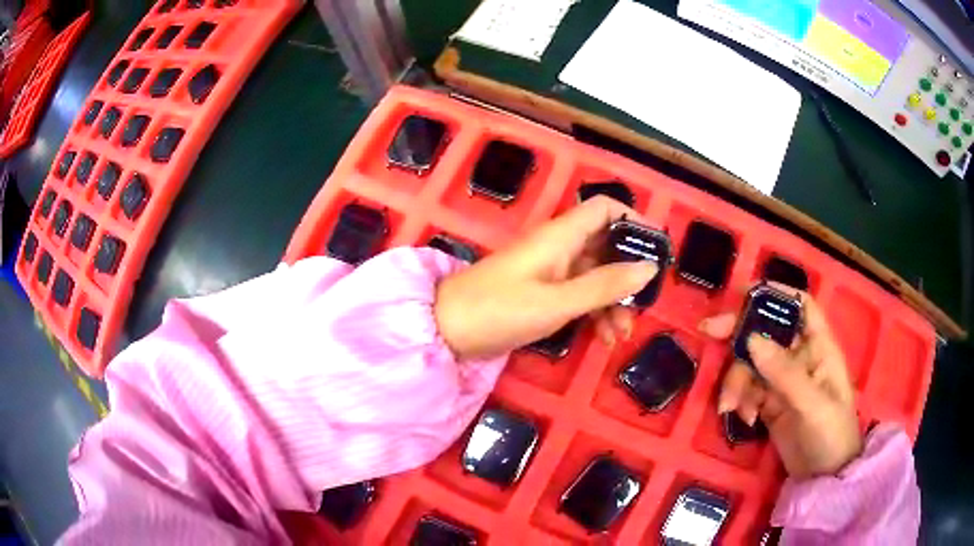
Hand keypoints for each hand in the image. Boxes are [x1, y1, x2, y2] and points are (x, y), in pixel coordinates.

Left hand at [434, 196, 657, 360]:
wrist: (446, 330)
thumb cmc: (500, 310)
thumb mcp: (558, 301)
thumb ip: (604, 285)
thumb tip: (648, 267)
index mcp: (561, 235)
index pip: (606, 209)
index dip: (634, 222)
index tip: (657, 250)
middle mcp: (559, 246)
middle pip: (607, 246)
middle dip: (628, 275)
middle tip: (642, 305)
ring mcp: (550, 270)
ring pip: (595, 275)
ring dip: (613, 301)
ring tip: (620, 335)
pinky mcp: (542, 292)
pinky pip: (579, 294)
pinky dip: (594, 312)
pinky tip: (602, 339)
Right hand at [700, 287, 862, 478]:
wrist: (823, 477)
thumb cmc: (831, 434)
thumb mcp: (812, 405)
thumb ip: (784, 374)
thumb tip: (751, 339)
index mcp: (818, 347)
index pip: (800, 306)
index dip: (776, 294)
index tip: (744, 293)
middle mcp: (800, 357)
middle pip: (767, 332)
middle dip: (739, 333)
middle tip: (709, 332)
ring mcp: (783, 381)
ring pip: (751, 364)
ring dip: (736, 381)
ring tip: (729, 407)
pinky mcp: (770, 403)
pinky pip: (747, 391)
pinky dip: (739, 401)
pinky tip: (744, 419)